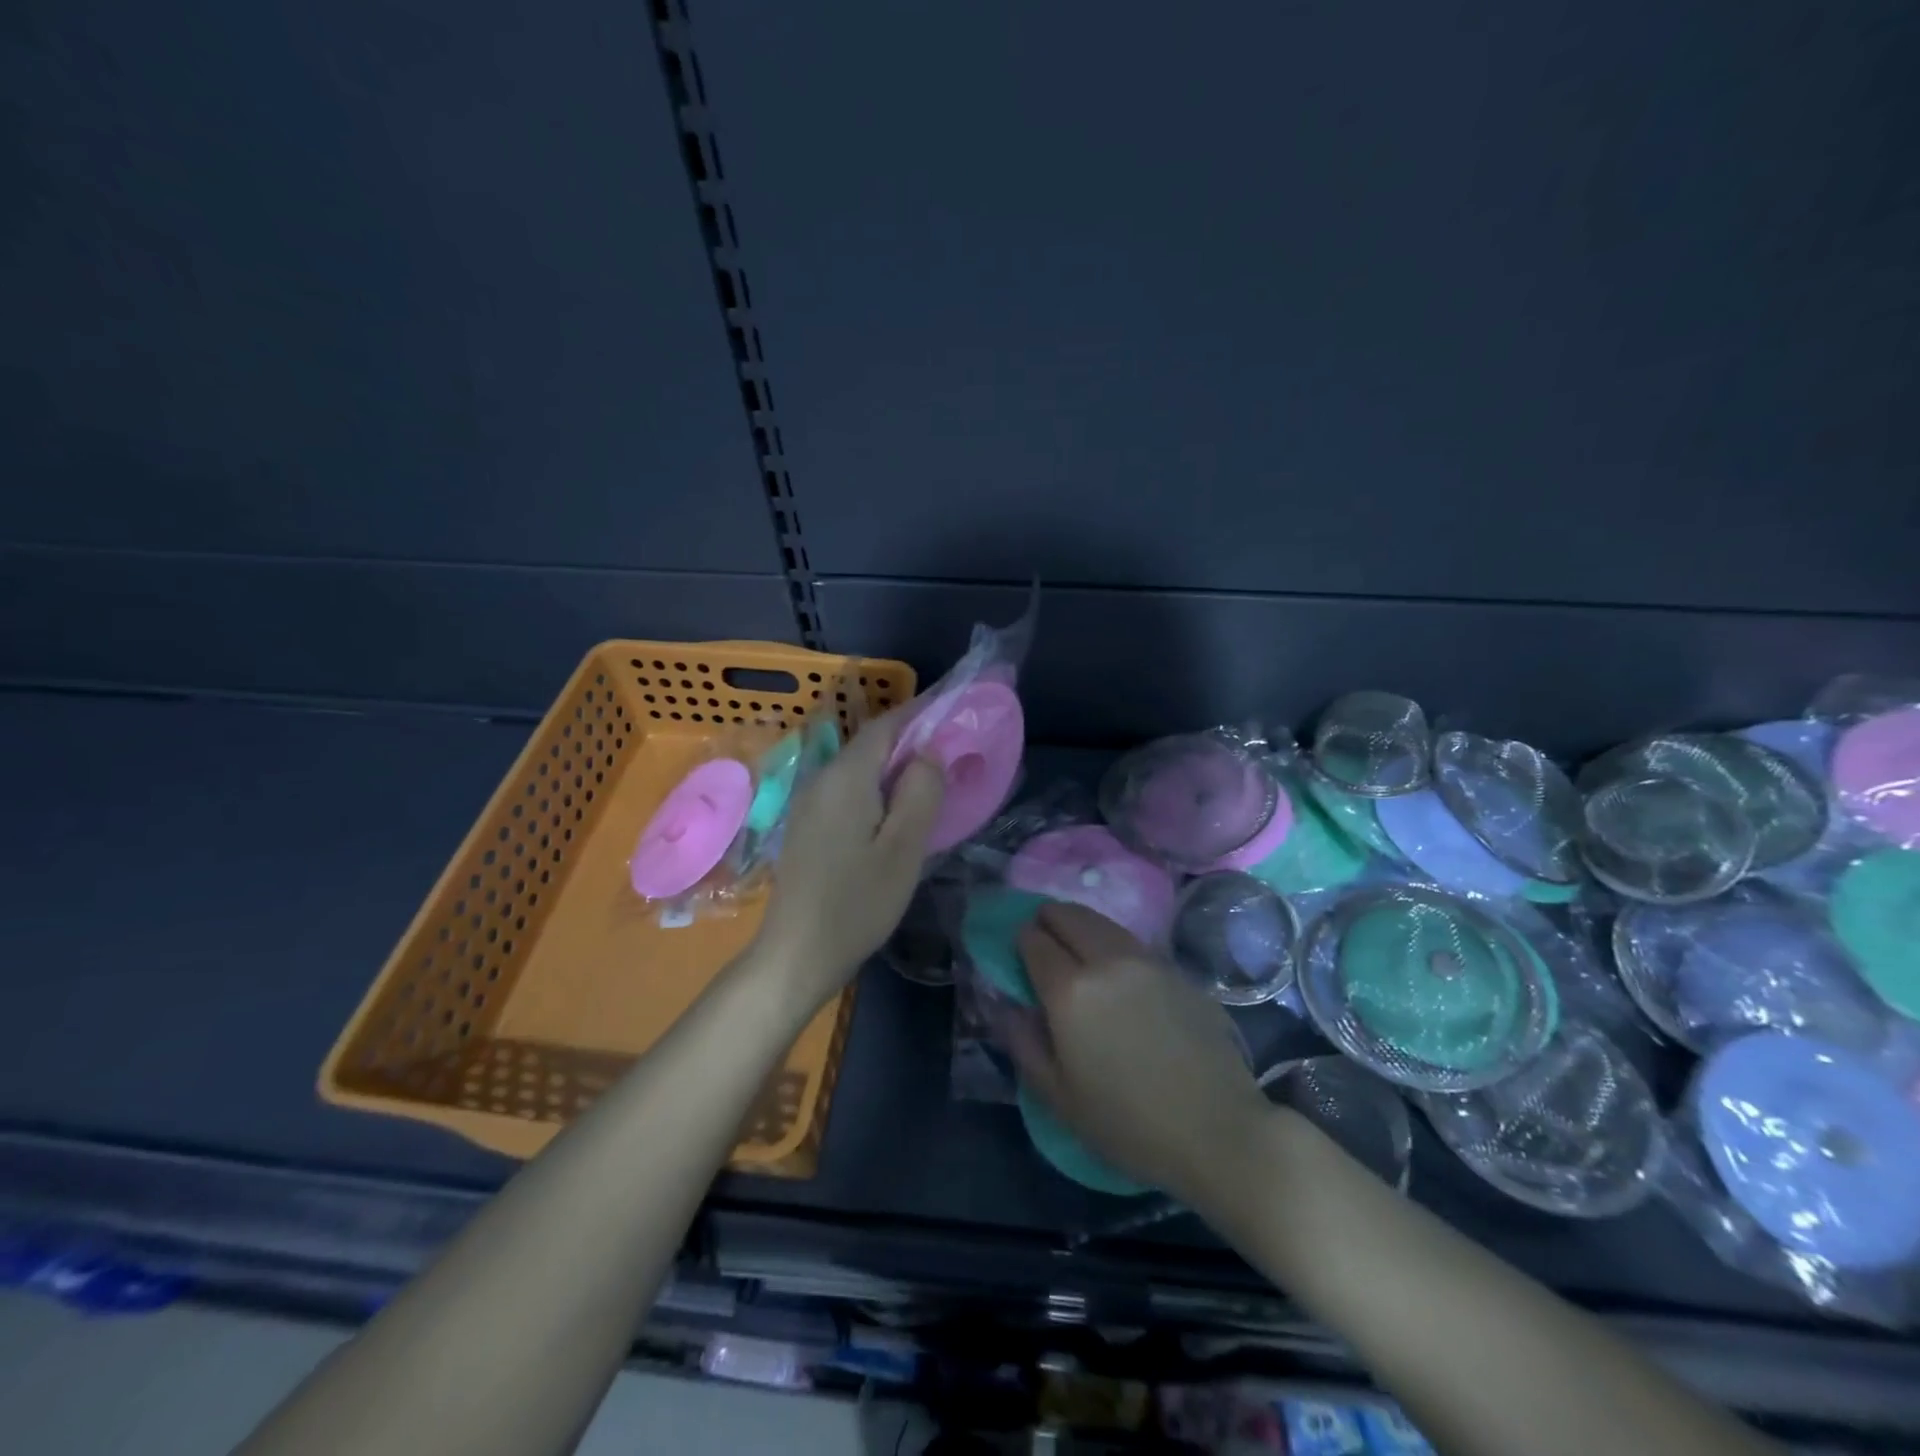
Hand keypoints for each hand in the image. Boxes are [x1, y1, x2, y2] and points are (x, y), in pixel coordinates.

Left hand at [757, 708, 943, 1006]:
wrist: (797, 954)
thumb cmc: (857, 903)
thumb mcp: (903, 848)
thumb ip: (920, 792)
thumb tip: (929, 751)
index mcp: (845, 777)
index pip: (885, 725)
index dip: (919, 713)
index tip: (952, 712)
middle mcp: (821, 779)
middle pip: (870, 745)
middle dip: (910, 741)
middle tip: (952, 753)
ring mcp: (809, 803)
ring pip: (858, 769)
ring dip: (893, 767)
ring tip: (931, 782)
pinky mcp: (807, 826)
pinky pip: (847, 791)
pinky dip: (876, 789)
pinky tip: (895, 813)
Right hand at [1002, 903, 1268, 1201]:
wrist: (1218, 1130)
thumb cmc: (1128, 1123)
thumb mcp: (1058, 1096)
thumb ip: (1023, 1042)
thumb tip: (1007, 1005)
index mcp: (1070, 990)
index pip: (1033, 939)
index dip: (1020, 941)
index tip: (1019, 956)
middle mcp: (1106, 960)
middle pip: (1068, 915)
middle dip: (1048, 920)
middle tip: (1044, 943)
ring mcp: (1147, 959)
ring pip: (1101, 921)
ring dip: (1080, 926)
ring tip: (1077, 953)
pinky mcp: (1177, 969)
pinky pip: (1131, 941)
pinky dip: (1112, 944)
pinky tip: (1117, 974)